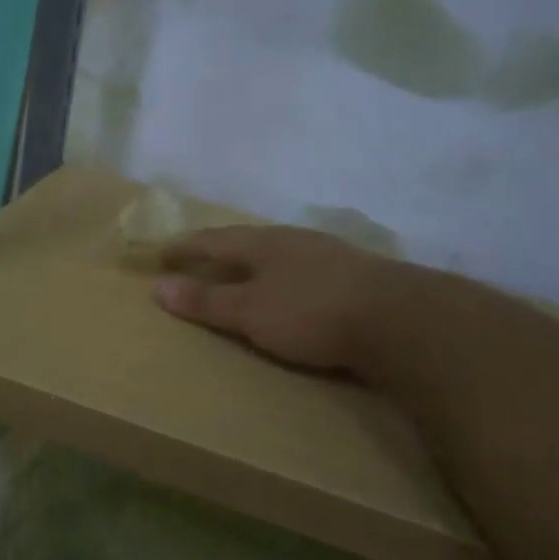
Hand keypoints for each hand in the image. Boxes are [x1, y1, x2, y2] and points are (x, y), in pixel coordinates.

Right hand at [153, 225, 402, 375]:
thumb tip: (159, 286)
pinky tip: (291, 289)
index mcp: (264, 243)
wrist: (399, 319)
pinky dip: (283, 278)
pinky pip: (303, 270)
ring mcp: (328, 255)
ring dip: (255, 263)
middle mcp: (294, 240)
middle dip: (220, 250)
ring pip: (279, 254)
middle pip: (247, 241)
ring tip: (242, 273)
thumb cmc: (311, 312)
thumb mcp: (250, 311)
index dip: (186, 246)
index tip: (162, 251)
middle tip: (198, 258)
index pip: (214, 240)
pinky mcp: (354, 276)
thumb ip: (206, 301)